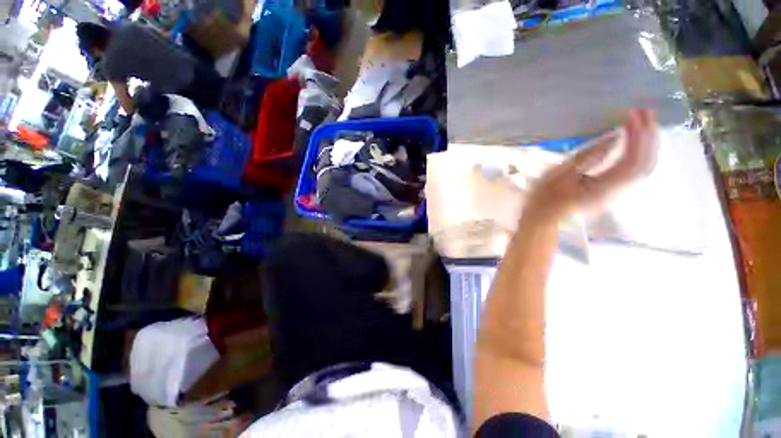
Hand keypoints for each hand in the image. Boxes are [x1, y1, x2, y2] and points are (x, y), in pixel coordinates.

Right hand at [524, 109, 657, 221]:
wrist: (542, 218)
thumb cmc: (543, 198)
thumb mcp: (559, 175)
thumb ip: (587, 157)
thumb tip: (613, 137)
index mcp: (602, 189)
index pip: (631, 162)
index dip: (636, 136)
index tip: (633, 113)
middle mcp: (616, 192)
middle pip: (644, 164)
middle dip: (649, 136)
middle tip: (646, 111)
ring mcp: (615, 193)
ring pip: (642, 167)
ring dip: (647, 143)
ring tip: (645, 121)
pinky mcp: (611, 190)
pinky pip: (633, 170)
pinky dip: (638, 152)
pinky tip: (635, 140)